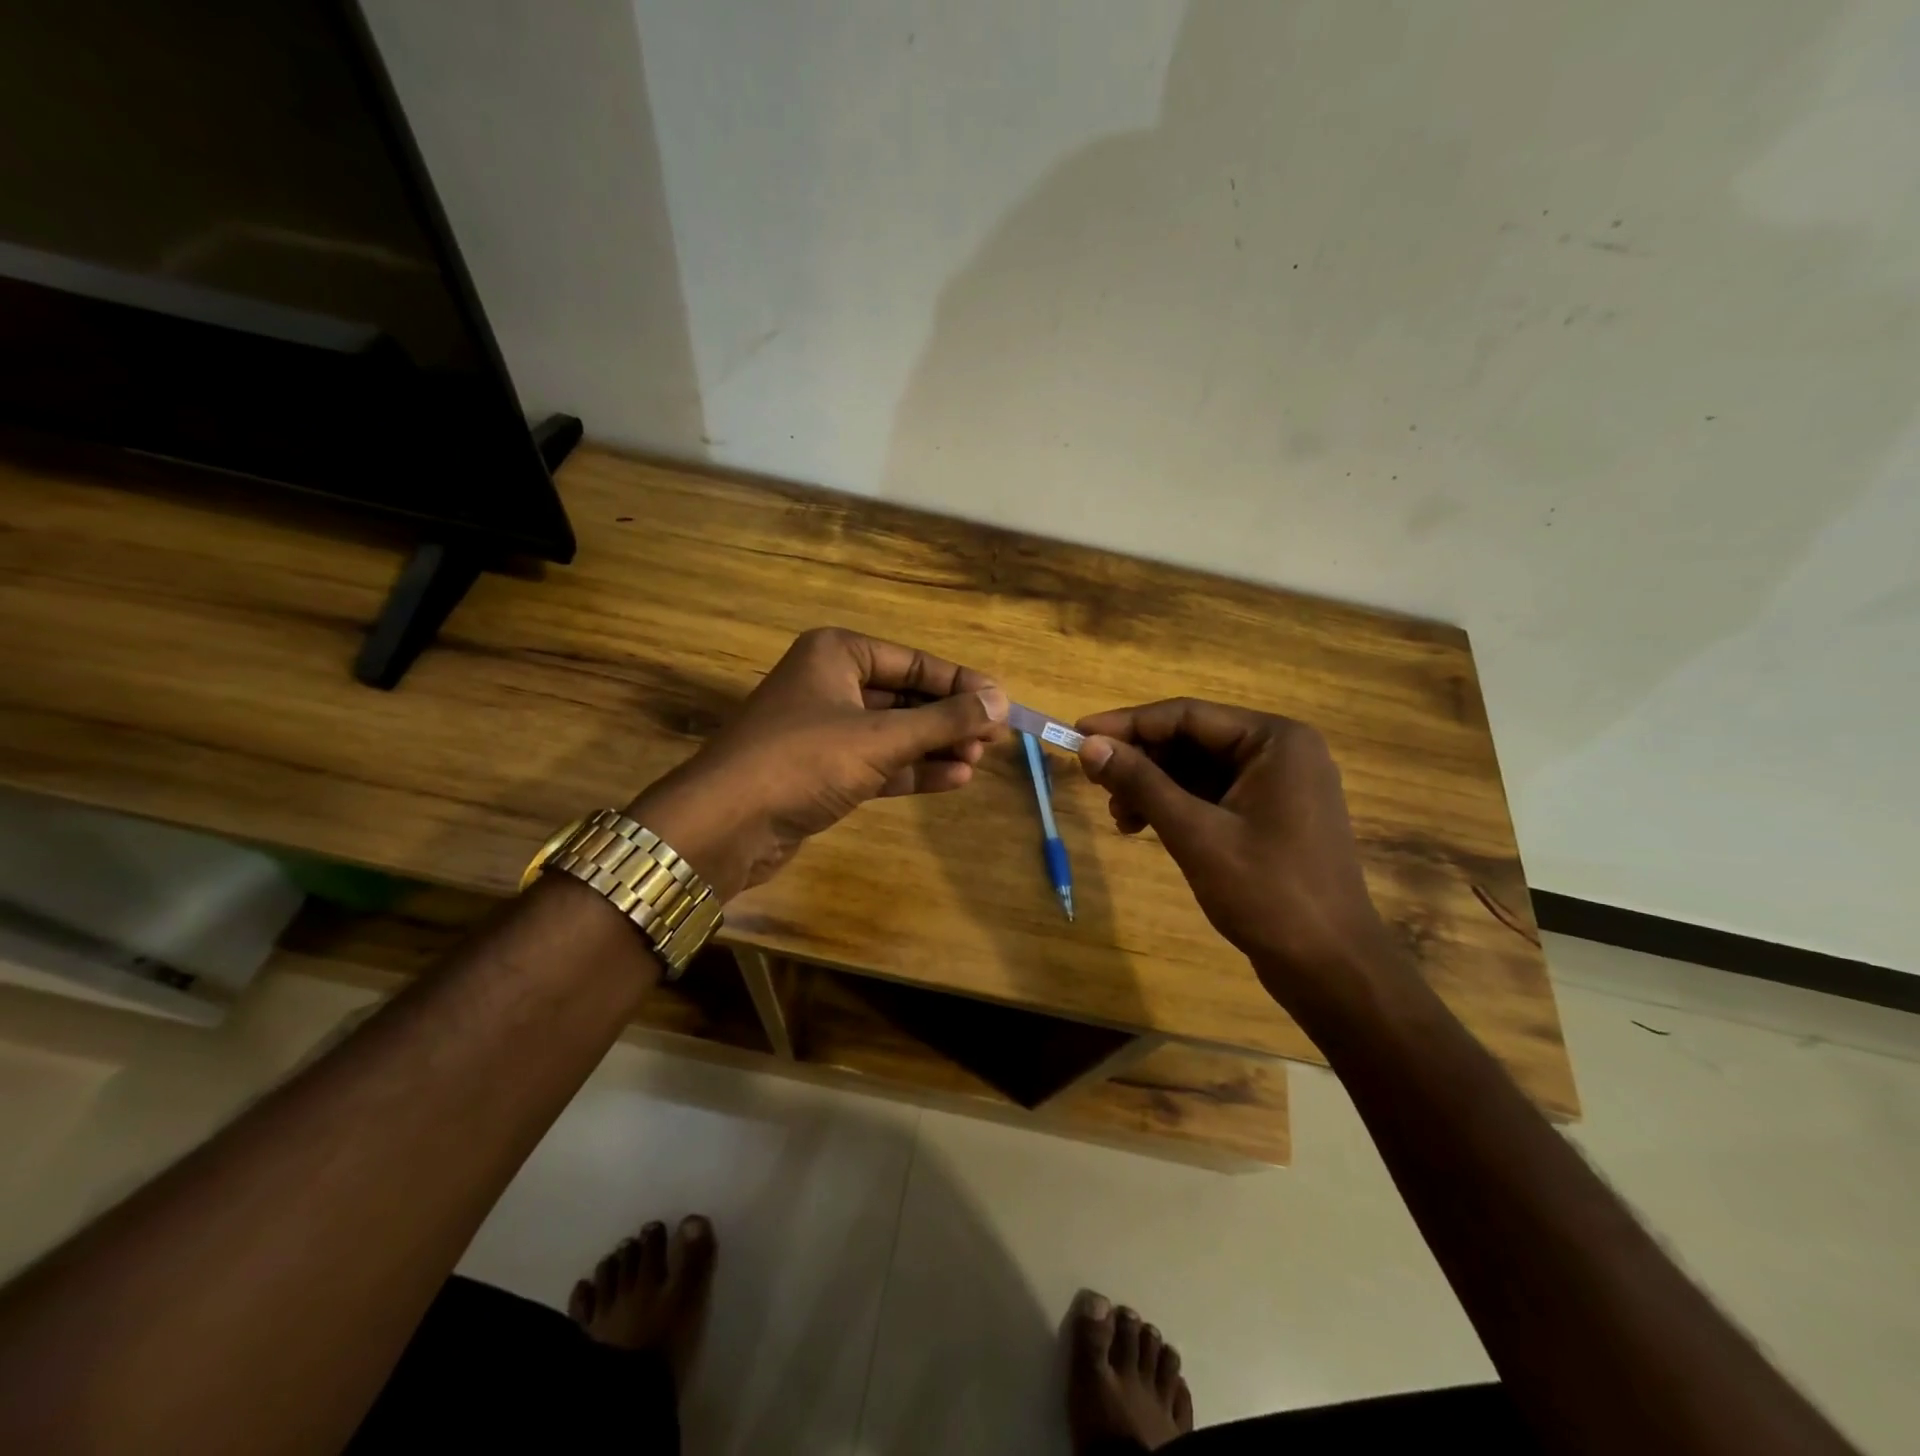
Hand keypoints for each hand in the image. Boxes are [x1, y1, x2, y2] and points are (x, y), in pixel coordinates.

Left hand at [628, 628, 1008, 899]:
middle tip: (994, 738)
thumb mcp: (880, 738)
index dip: (961, 683)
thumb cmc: (804, 760)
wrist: (725, 825)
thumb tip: (1001, 701)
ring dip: (935, 747)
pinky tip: (954, 779)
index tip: (1002, 703)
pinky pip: (878, 763)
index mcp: (837, 654)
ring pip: (893, 732)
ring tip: (978, 761)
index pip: (914, 662)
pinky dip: (912, 770)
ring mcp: (824, 729)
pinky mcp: (821, 771)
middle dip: (948, 719)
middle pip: (905, 696)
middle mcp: (830, 683)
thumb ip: (943, 721)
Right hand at [1074, 699, 1406, 1012]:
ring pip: (1197, 769)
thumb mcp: (1195, 833)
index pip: (1187, 715)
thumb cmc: (1268, 893)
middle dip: (1140, 761)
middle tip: (1094, 781)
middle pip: (1192, 740)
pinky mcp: (1270, 817)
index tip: (1078, 734)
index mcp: (1275, 741)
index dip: (1127, 723)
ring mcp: (1278, 786)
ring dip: (1152, 786)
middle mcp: (1279, 752)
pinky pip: (1211, 795)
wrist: (1331, 968)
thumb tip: (1089, 746)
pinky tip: (1142, 826)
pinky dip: (1175, 806)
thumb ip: (1141, 783)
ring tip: (1117, 816)